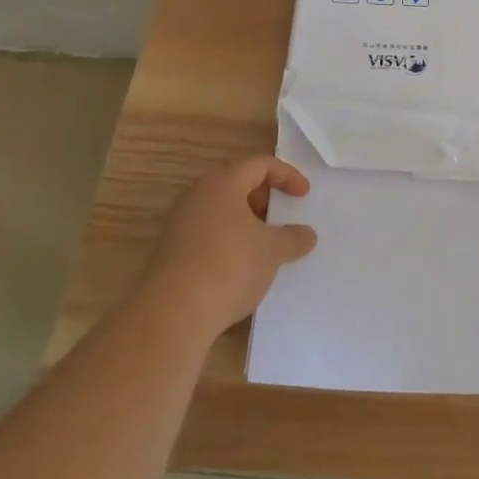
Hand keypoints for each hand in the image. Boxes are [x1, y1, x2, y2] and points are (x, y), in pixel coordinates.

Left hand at [143, 157, 316, 338]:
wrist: (173, 313)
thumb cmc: (229, 266)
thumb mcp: (272, 251)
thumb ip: (293, 237)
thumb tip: (307, 234)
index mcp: (223, 183)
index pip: (260, 165)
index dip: (287, 175)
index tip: (304, 196)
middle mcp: (197, 195)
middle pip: (237, 184)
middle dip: (265, 199)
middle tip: (283, 218)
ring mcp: (180, 223)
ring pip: (221, 211)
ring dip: (246, 222)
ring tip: (265, 246)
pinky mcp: (171, 251)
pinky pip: (207, 234)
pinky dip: (229, 241)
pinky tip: (241, 267)